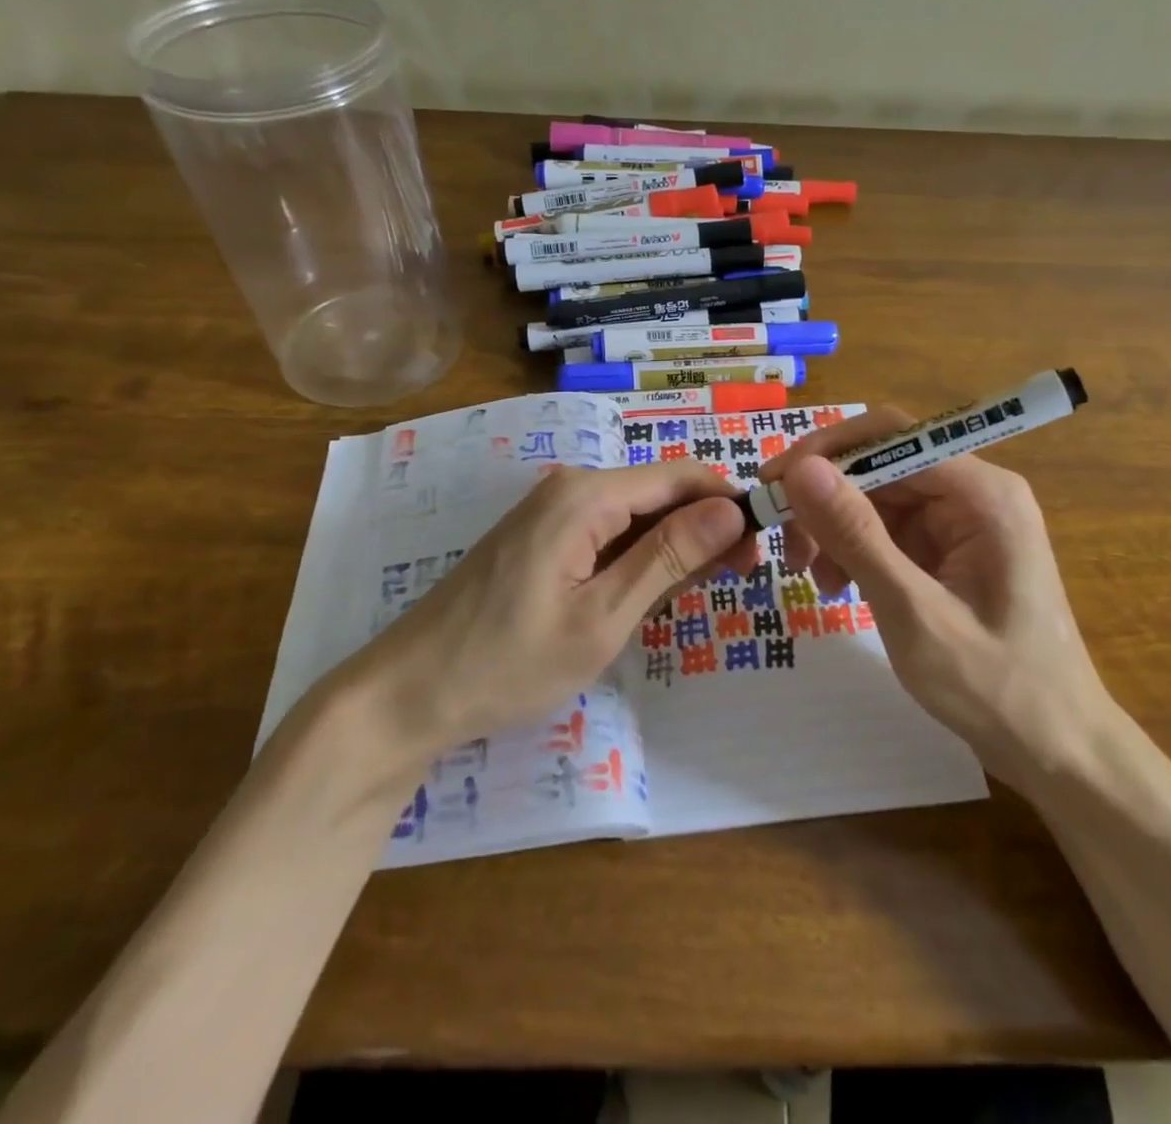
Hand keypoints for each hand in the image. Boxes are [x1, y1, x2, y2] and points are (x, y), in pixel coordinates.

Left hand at [325, 461, 754, 753]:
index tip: (761, 548)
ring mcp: (552, 511)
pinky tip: (649, 594)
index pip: (681, 476)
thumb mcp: (602, 617)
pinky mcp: (542, 536)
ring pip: (636, 515)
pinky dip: (639, 558)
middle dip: (706, 528)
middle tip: (737, 581)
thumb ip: (669, 557)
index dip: (729, 503)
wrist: (408, 693)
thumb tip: (732, 508)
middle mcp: (571, 487)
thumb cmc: (508, 662)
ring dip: (674, 547)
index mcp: (586, 495)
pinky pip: (608, 533)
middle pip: (660, 493)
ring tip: (696, 596)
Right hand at [759, 409, 1108, 774]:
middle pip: (881, 465)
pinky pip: (890, 529)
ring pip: (879, 497)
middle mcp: (975, 492)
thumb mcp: (913, 612)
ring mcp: (965, 521)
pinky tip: (838, 585)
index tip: (773, 486)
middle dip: (827, 499)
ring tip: (814, 578)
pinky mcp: (953, 548)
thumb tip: (802, 470)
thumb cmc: (994, 686)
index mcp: (982, 493)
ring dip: (837, 528)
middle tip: (787, 546)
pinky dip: (857, 550)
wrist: (1056, 748)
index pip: (890, 436)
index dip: (825, 452)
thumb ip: (857, 535)